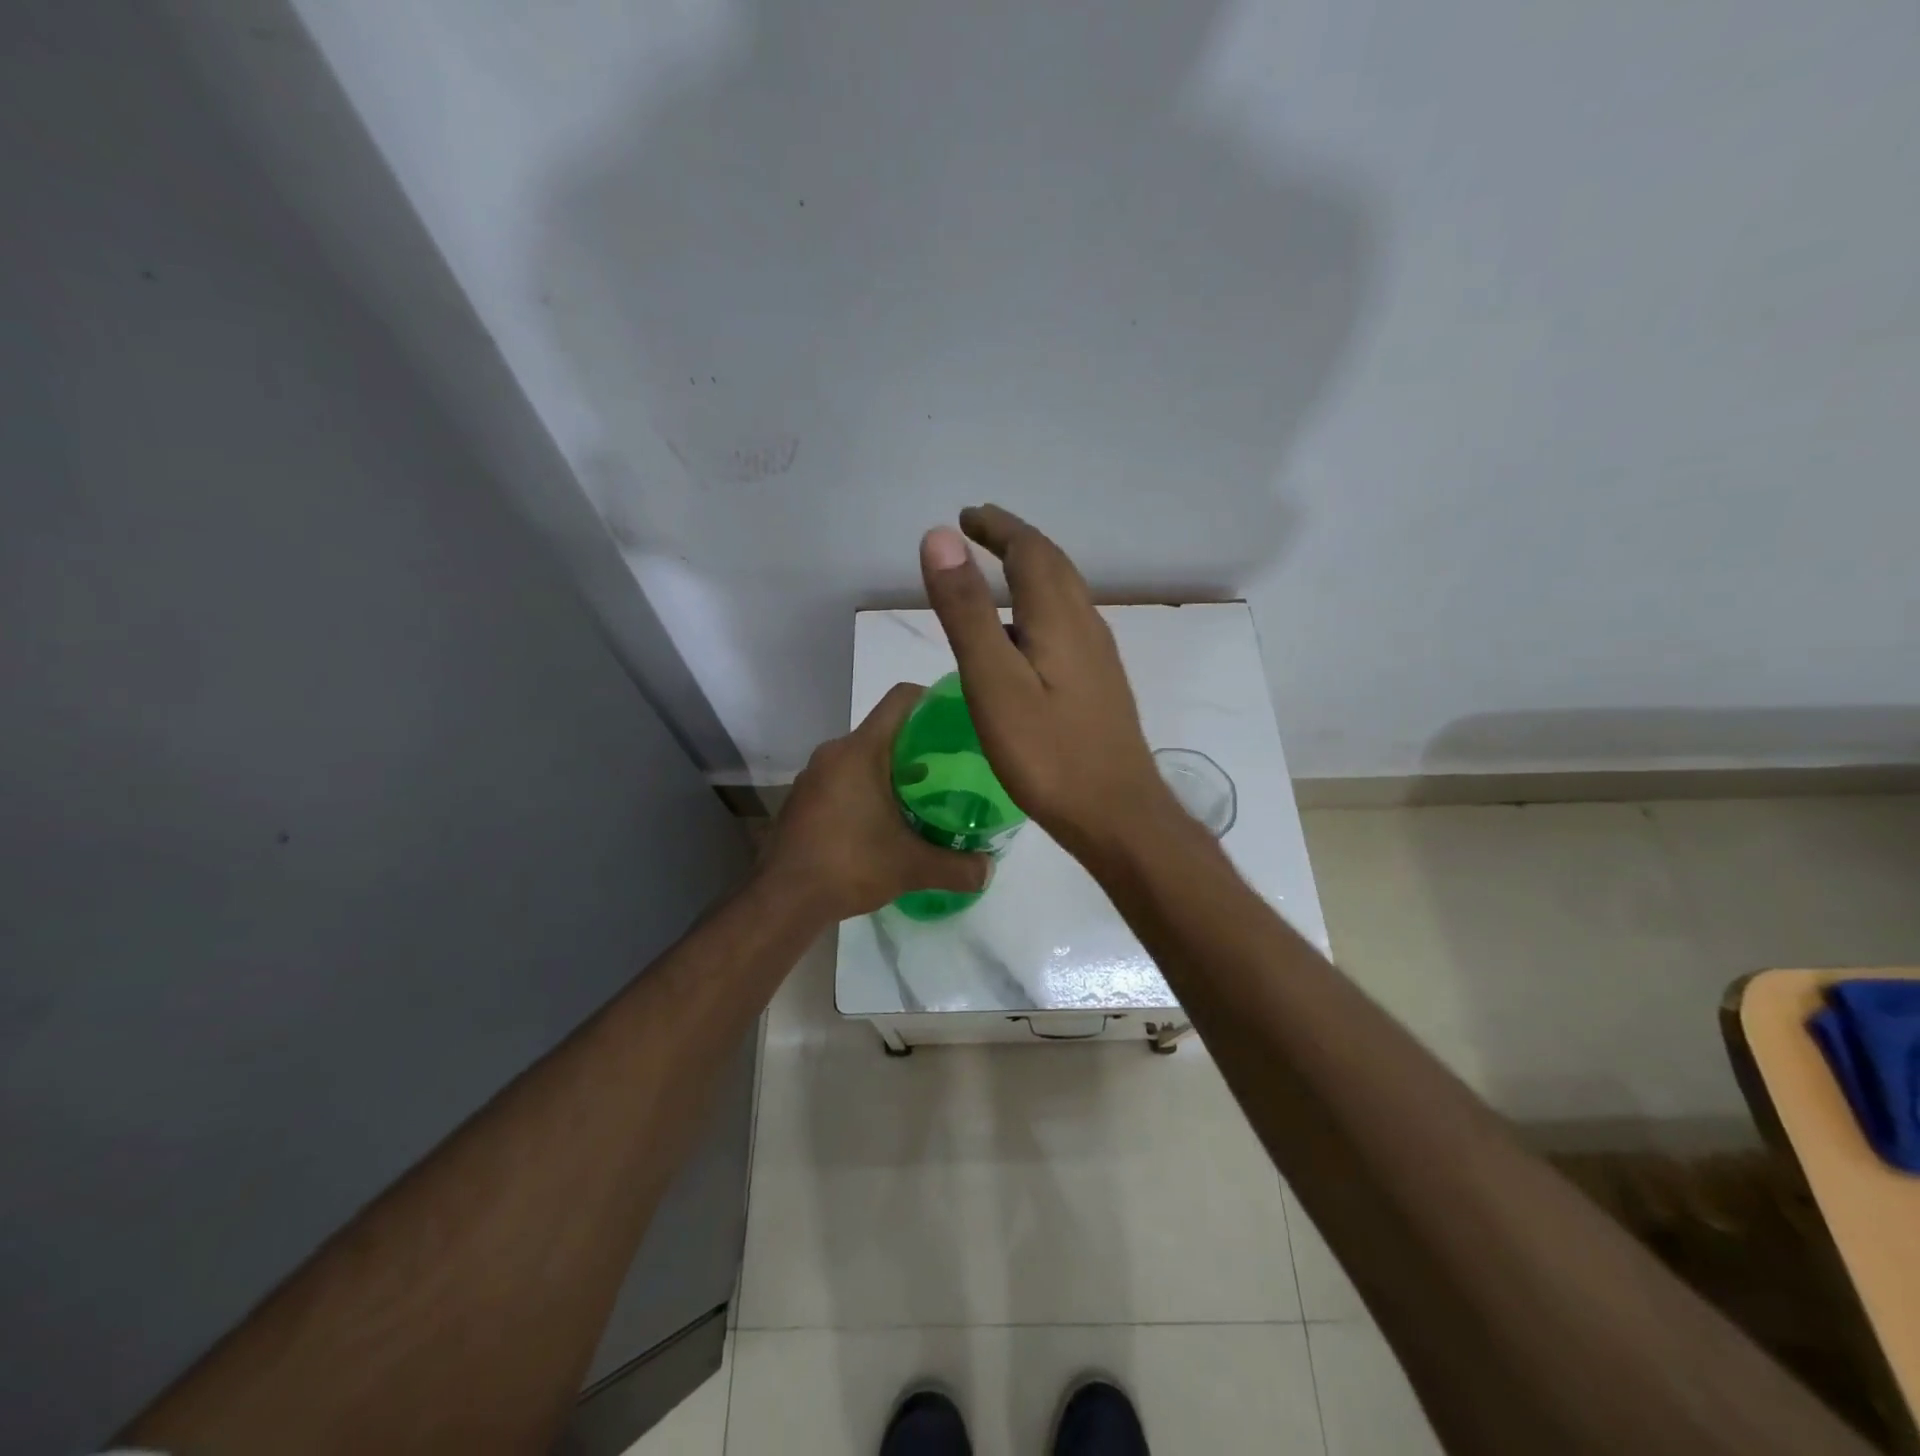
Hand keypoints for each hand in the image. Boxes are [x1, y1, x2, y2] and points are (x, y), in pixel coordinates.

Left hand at [761, 683, 990, 921]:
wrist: (783, 899)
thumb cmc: (849, 865)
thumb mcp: (911, 867)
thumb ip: (957, 867)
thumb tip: (990, 870)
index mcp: (860, 751)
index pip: (901, 700)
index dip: (933, 699)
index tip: (959, 720)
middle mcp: (833, 753)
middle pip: (884, 730)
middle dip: (919, 744)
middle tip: (952, 766)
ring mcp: (813, 776)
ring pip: (862, 757)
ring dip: (892, 770)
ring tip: (924, 795)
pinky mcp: (803, 799)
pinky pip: (843, 778)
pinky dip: (867, 788)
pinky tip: (885, 820)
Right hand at [918, 505, 1172, 858]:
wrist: (1117, 815)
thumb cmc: (1048, 753)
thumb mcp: (993, 681)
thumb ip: (966, 611)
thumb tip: (940, 536)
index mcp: (1058, 616)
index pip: (1029, 549)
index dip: (997, 527)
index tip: (965, 517)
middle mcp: (1086, 625)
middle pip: (1053, 565)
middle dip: (1015, 542)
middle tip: (979, 533)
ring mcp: (1098, 658)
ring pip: (1064, 596)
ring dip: (1031, 574)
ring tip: (996, 578)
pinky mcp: (1100, 686)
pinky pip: (1068, 626)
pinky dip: (1040, 610)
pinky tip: (1024, 641)